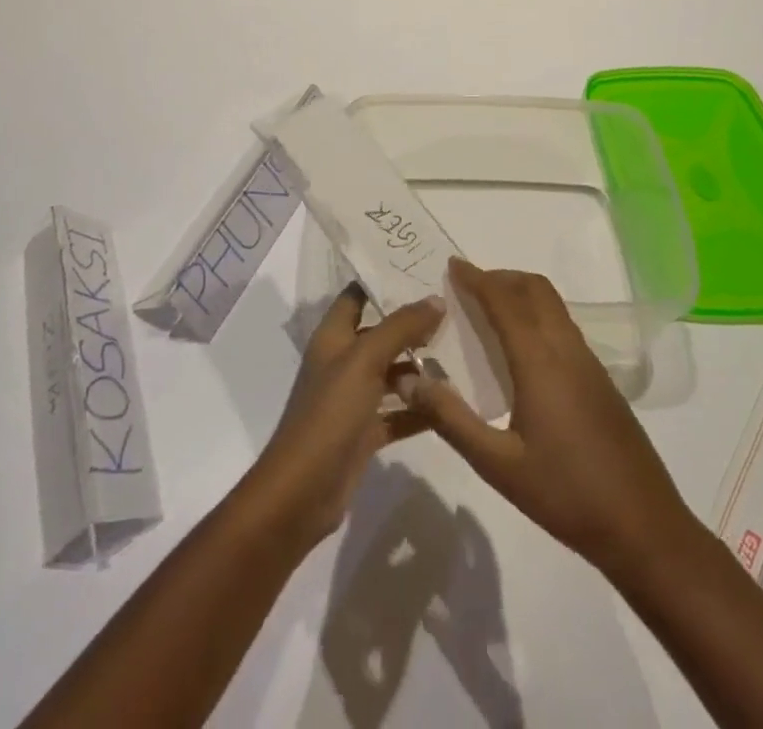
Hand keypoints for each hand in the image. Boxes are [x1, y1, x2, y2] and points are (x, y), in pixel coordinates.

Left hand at [237, 285, 443, 549]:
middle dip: (413, 323)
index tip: (422, 269)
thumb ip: (400, 327)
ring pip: (392, 373)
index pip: (357, 295)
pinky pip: (398, 412)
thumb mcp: (365, 360)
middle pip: (380, 333)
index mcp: (333, 337)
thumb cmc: (329, 414)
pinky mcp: (364, 432)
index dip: (383, 280)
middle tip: (454, 311)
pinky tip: (451, 405)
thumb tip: (435, 299)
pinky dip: (420, 408)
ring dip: (421, 367)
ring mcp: (353, 399)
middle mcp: (342, 362)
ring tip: (461, 354)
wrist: (301, 493)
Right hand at [397, 257, 702, 577]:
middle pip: (534, 288)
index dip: (476, 279)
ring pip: (553, 304)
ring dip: (521, 293)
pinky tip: (521, 350)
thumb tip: (408, 381)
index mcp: (540, 360)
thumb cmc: (565, 494)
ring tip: (489, 312)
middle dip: (500, 277)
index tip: (451, 266)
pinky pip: (563, 325)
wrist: (643, 526)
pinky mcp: (600, 378)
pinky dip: (537, 315)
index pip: (504, 300)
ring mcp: (589, 361)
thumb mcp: (497, 465)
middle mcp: (566, 348)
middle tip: (468, 287)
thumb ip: (451, 419)